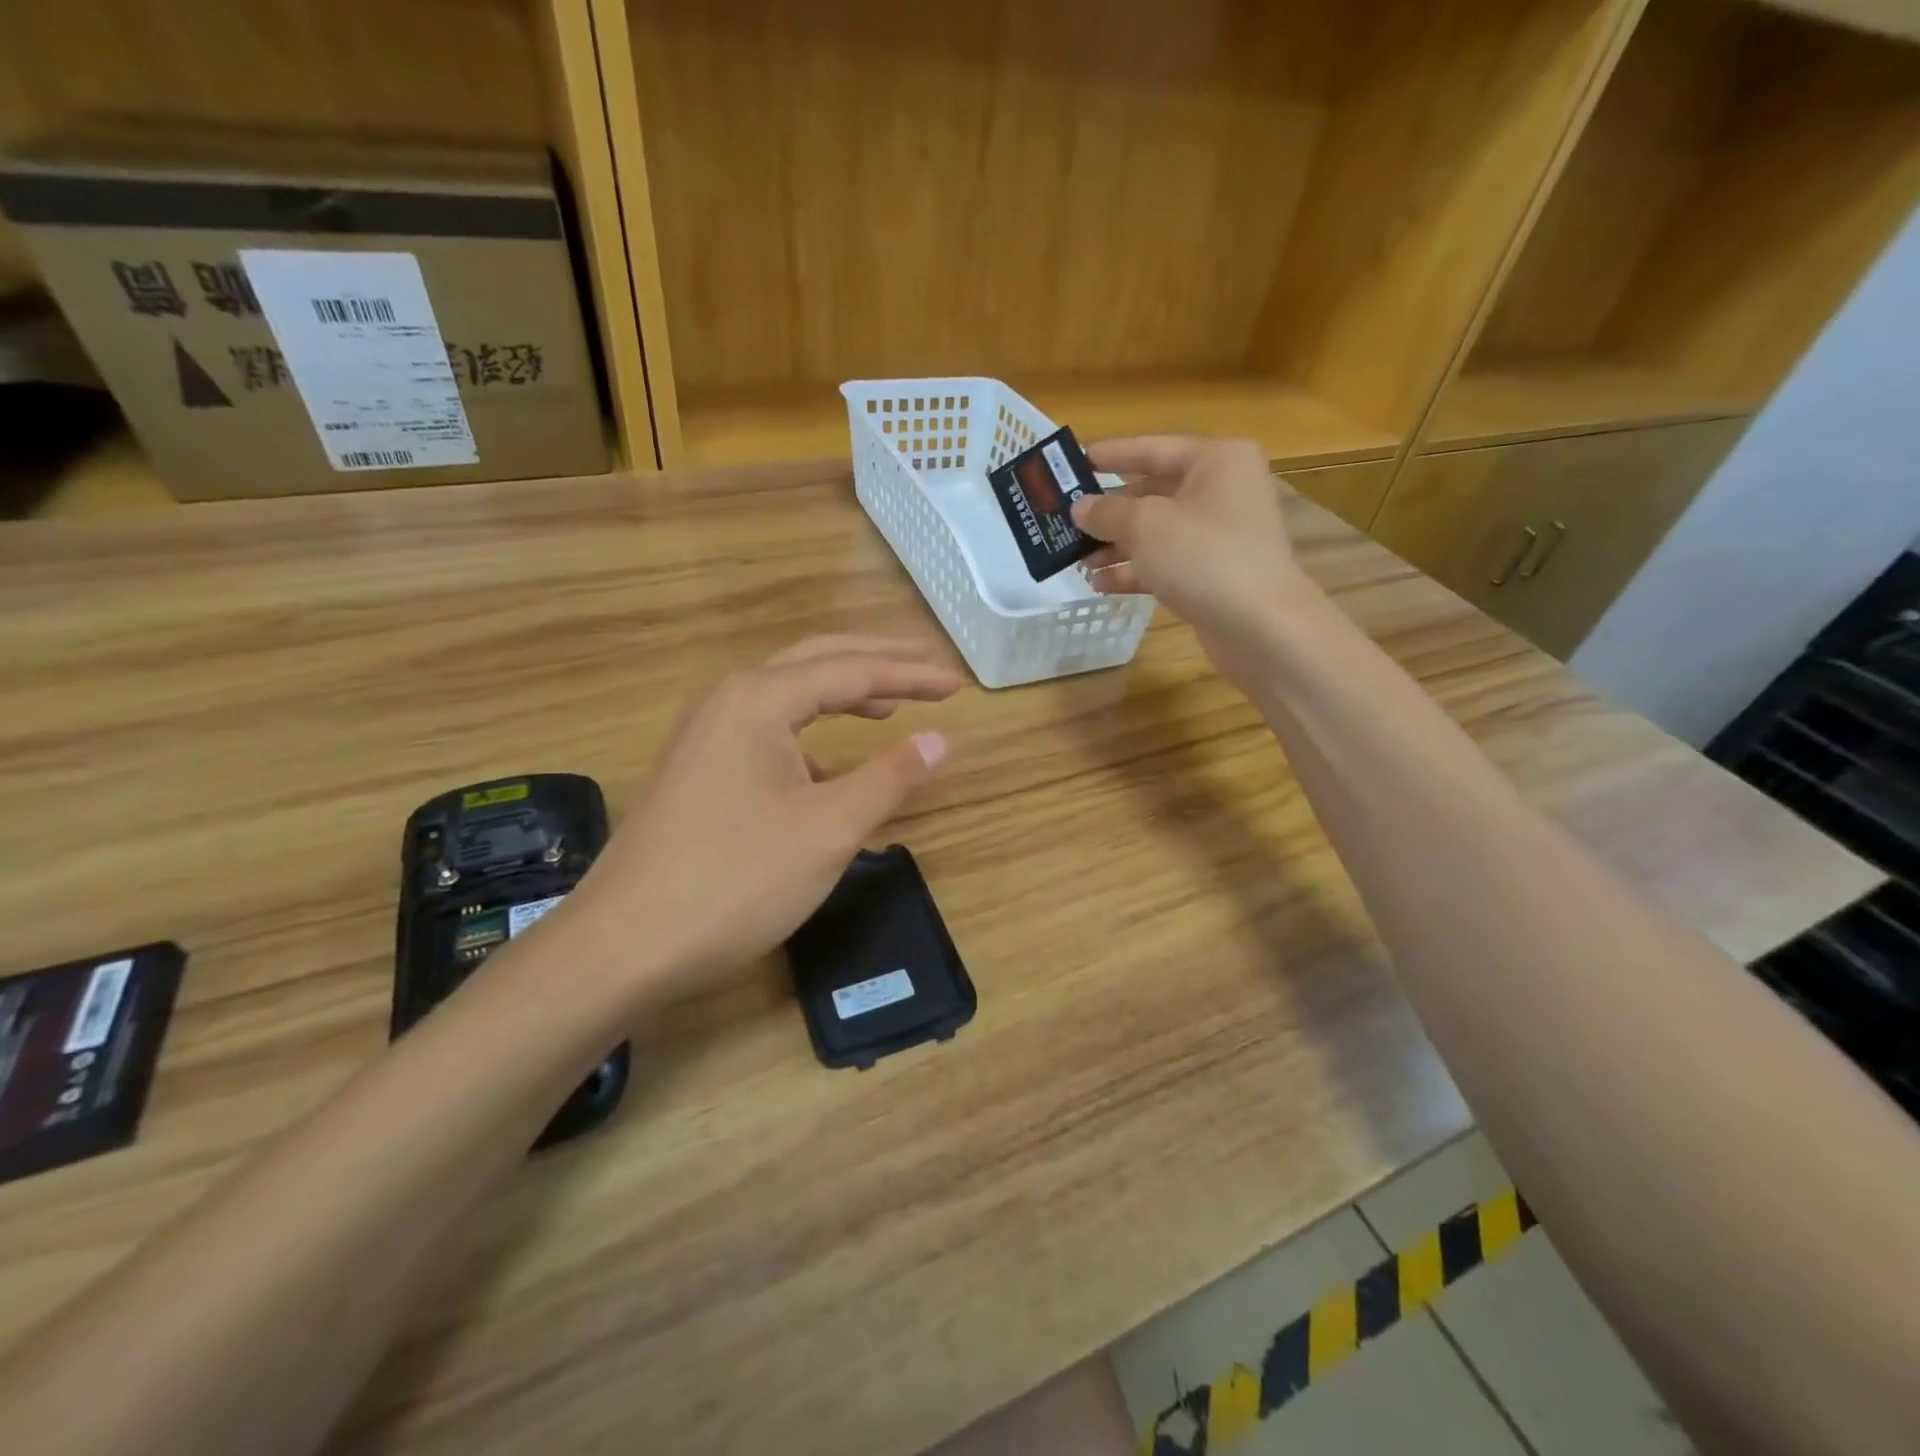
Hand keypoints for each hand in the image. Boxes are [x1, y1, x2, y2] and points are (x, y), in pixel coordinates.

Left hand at [572, 637, 962, 1000]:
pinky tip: (829, 768)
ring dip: (839, 694)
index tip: (957, 686)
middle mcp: (727, 700)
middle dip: (874, 662)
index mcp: (759, 699)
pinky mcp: (696, 771)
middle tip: (925, 667)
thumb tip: (941, 740)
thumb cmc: (736, 879)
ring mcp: (704, 735)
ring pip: (785, 696)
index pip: (852, 671)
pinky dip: (809, 735)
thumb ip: (890, 777)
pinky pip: (765, 732)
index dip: (910, 677)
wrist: (623, 945)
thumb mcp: (829, 829)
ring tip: (886, 707)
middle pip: (815, 662)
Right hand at [1071, 435, 1310, 657]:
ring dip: (1117, 546)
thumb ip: (1106, 512)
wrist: (1259, 625)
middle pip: (1153, 492)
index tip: (1072, 461)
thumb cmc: (1202, 556)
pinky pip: (1167, 562)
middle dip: (1109, 512)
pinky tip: (1102, 585)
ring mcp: (1222, 534)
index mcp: (1216, 460)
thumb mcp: (1144, 526)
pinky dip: (1136, 570)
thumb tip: (1080, 508)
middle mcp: (1223, 490)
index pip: (1152, 448)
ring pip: (1158, 532)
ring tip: (1079, 561)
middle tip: (1067, 521)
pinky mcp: (1216, 572)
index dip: (1110, 454)